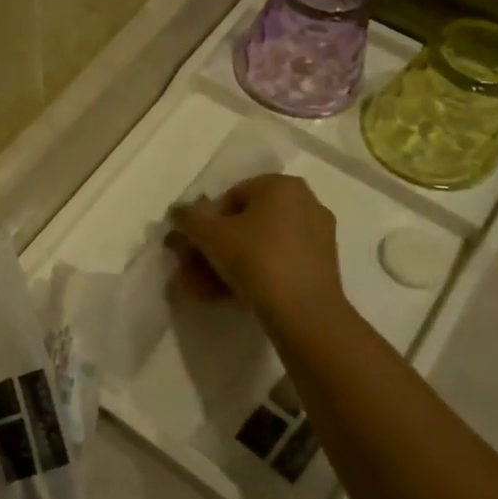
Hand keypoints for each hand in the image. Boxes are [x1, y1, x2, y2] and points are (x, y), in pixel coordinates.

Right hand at [168, 174, 343, 321]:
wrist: (304, 312)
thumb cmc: (256, 259)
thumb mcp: (210, 235)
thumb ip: (188, 219)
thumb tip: (178, 212)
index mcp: (281, 186)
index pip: (230, 197)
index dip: (203, 223)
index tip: (190, 248)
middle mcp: (304, 203)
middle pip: (244, 224)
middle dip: (212, 249)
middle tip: (189, 270)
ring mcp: (316, 237)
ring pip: (258, 247)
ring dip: (225, 266)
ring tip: (201, 289)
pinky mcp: (320, 267)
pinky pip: (276, 263)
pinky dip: (250, 275)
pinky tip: (225, 296)